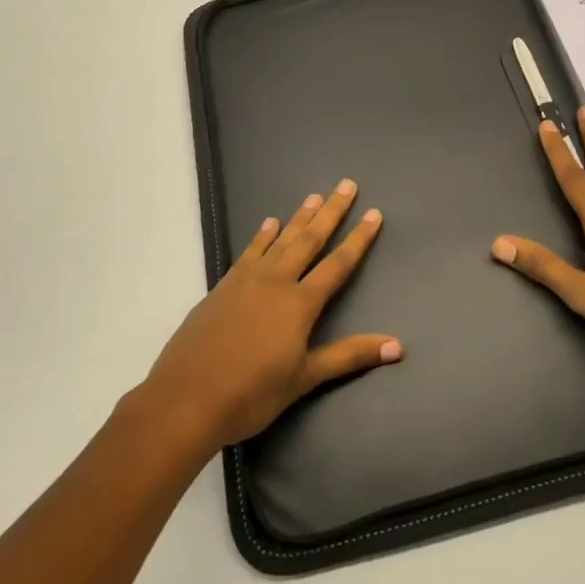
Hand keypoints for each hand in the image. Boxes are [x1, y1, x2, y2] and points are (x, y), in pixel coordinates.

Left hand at [140, 179, 402, 448]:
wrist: (186, 398)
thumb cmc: (251, 394)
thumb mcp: (304, 378)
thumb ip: (349, 356)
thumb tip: (398, 346)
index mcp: (300, 303)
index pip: (338, 264)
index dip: (358, 239)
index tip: (374, 213)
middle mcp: (276, 282)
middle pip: (309, 240)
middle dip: (331, 212)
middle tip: (347, 185)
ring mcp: (246, 281)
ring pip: (280, 240)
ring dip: (299, 217)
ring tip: (314, 195)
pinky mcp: (222, 287)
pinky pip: (249, 252)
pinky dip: (262, 236)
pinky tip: (269, 223)